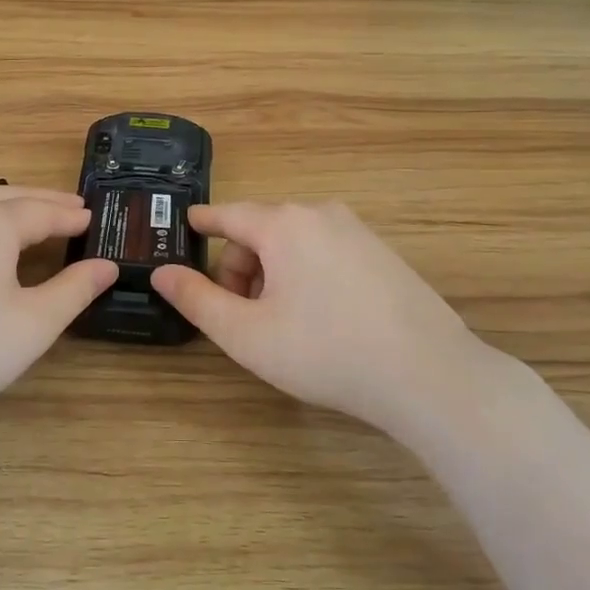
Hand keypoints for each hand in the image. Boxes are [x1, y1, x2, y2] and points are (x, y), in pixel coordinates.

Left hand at [0, 186, 115, 439]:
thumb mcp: (33, 324)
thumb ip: (75, 289)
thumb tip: (106, 266)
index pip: (43, 211)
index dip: (70, 216)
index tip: (92, 218)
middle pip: (9, 198)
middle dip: (44, 202)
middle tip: (72, 209)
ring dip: (11, 208)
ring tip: (34, 220)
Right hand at [151, 202, 499, 434]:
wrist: (427, 375)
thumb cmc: (324, 351)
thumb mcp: (246, 333)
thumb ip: (196, 299)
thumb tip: (162, 272)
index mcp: (283, 224)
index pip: (227, 214)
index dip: (201, 224)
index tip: (184, 228)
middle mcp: (320, 214)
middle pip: (260, 231)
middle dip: (240, 268)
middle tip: (242, 317)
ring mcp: (358, 231)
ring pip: (294, 243)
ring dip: (273, 274)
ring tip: (282, 324)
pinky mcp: (383, 253)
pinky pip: (326, 252)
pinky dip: (307, 275)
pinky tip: (322, 320)